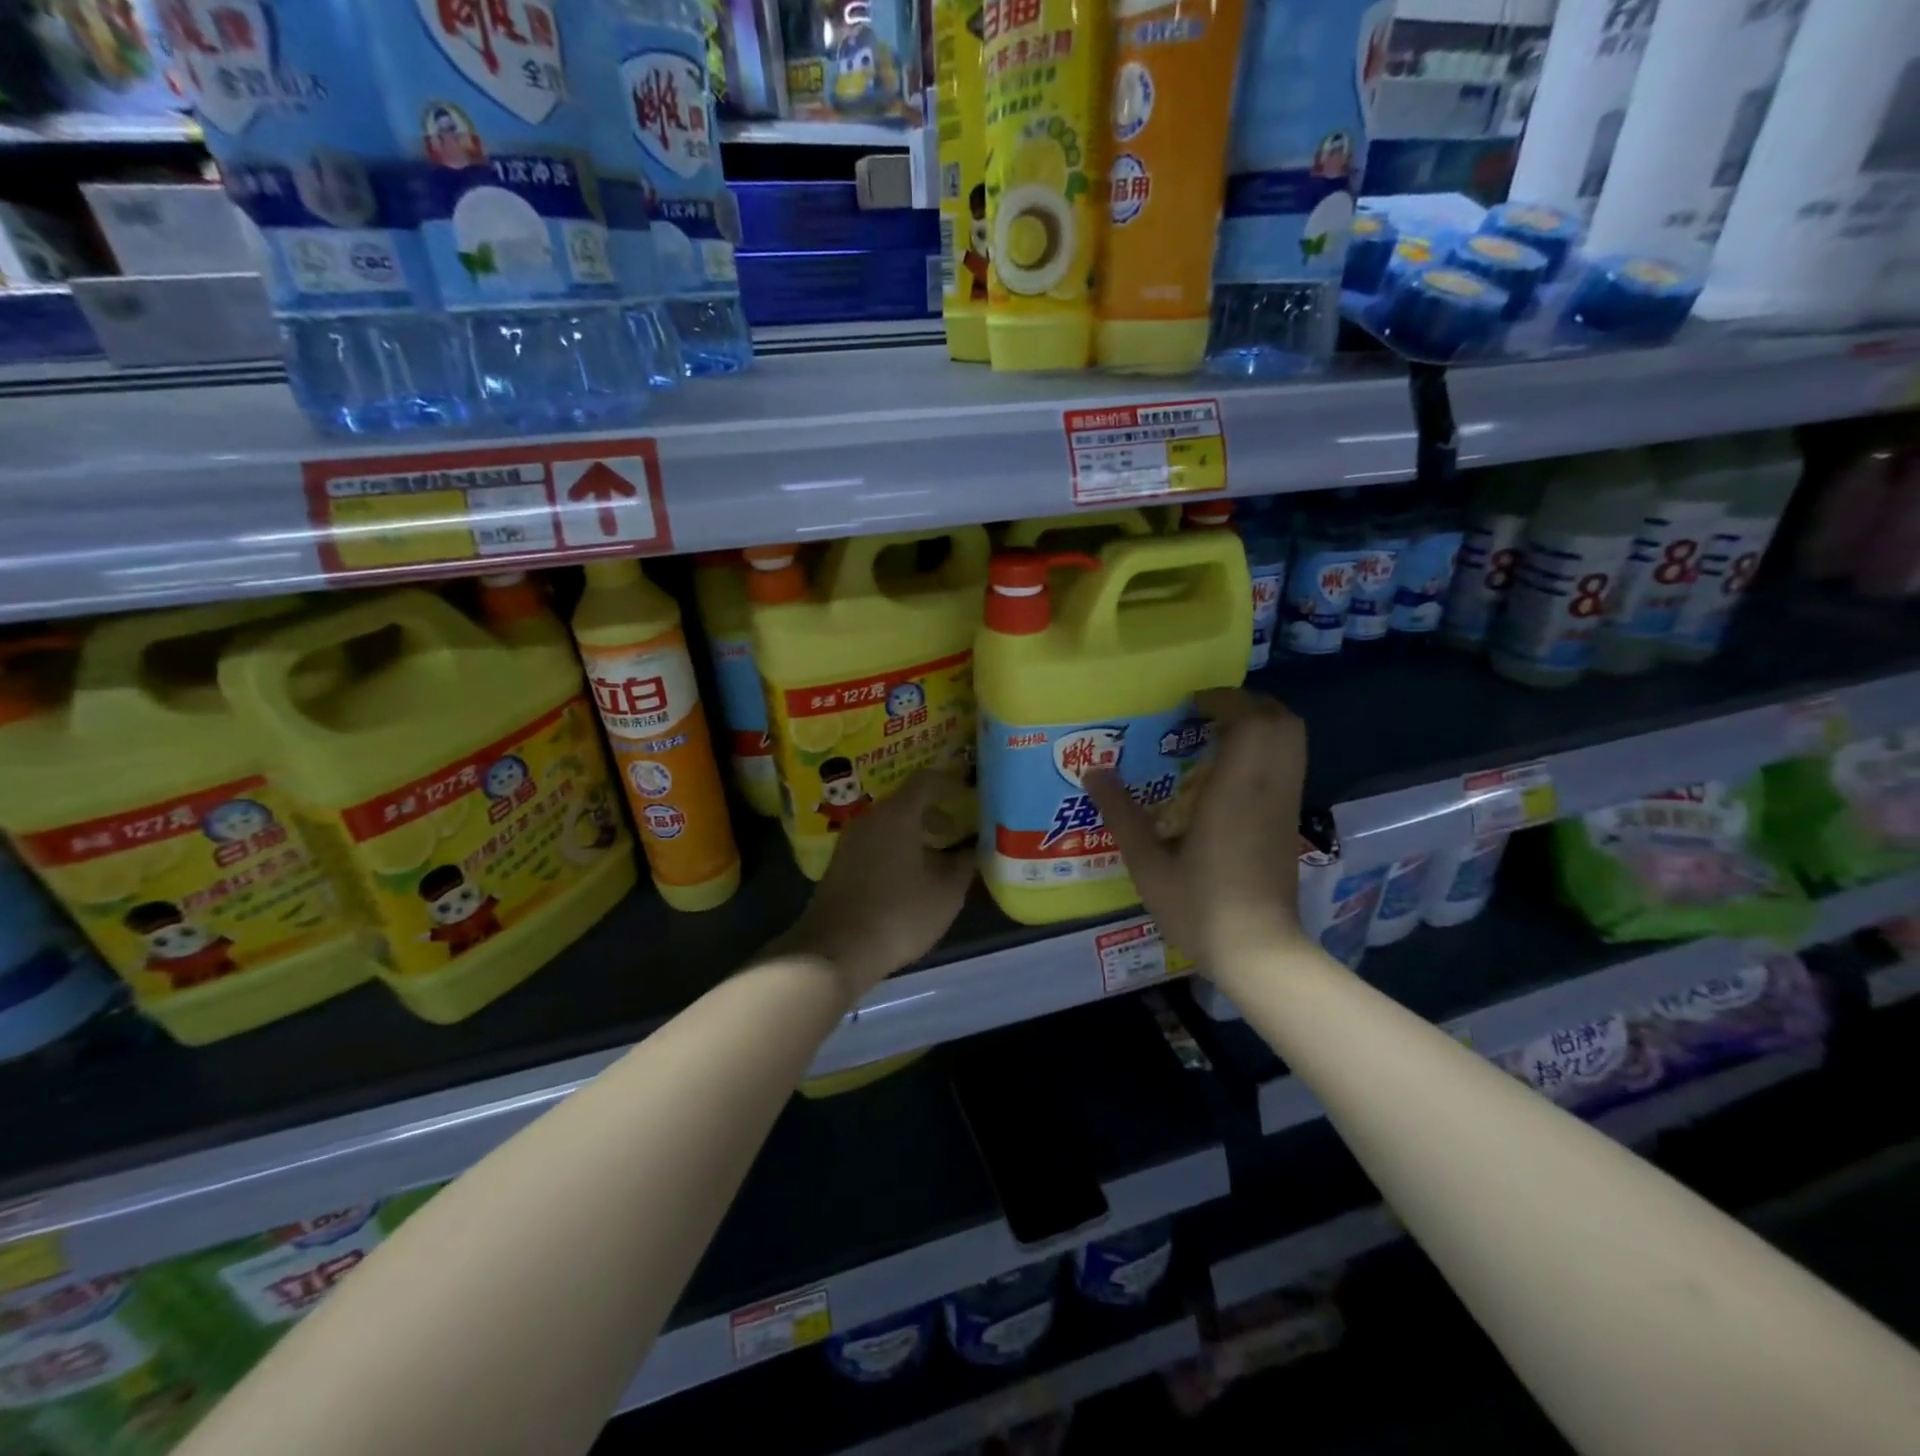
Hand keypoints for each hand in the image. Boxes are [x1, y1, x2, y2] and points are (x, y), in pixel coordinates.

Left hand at [773, 769, 974, 998]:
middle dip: (934, 813)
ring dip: (914, 834)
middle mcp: (870, 818)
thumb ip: (964, 864)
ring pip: (888, 824)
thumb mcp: (946, 893)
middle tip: (957, 831)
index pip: (926, 780)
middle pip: (905, 802)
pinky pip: (874, 843)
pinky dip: (895, 848)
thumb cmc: (899, 914)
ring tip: (937, 858)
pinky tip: (909, 876)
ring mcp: (850, 840)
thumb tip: (974, 848)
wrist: (835, 950)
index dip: (950, 783)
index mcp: (897, 814)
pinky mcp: (839, 864)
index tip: (968, 796)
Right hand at [1085, 690, 1309, 975]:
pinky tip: (1228, 773)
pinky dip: (1266, 750)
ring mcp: (1286, 804)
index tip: (1189, 704)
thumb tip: (1093, 771)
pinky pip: (1287, 764)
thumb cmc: (1201, 906)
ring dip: (1260, 724)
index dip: (1223, 700)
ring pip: (1292, 741)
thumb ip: (1121, 813)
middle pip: (1281, 720)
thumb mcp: (1148, 864)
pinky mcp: (1291, 822)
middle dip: (1247, 704)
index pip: (1250, 719)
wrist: (1259, 952)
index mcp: (1237, 789)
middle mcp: (1270, 787)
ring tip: (1216, 736)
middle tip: (1205, 713)